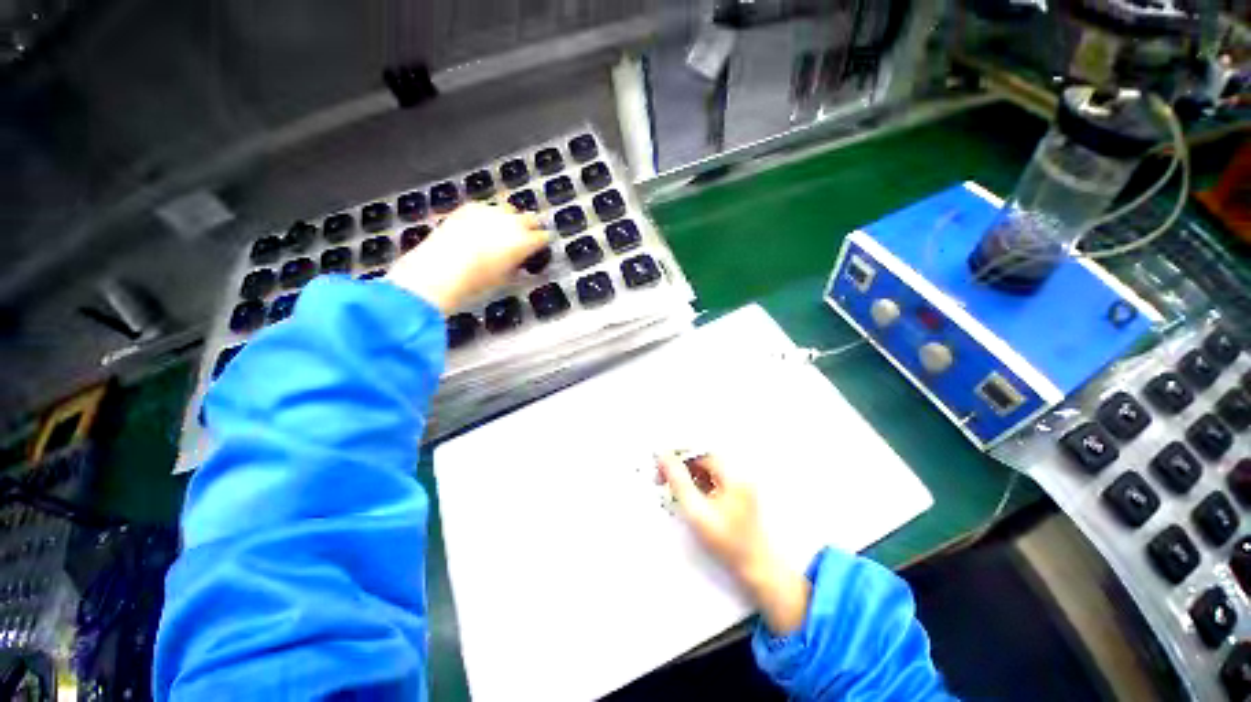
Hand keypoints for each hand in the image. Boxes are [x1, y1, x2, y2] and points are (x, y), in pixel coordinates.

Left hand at [386, 203, 548, 313]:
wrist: (441, 269)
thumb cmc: (477, 280)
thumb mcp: (506, 278)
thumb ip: (518, 266)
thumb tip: (519, 263)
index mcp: (525, 241)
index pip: (544, 236)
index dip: (544, 242)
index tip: (542, 246)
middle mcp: (512, 222)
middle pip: (530, 218)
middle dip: (531, 227)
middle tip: (527, 237)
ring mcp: (490, 211)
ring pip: (509, 209)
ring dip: (511, 219)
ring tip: (504, 230)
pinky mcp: (470, 207)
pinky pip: (487, 207)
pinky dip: (489, 216)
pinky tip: (483, 227)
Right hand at [655, 452, 767, 576]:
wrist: (755, 568)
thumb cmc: (727, 543)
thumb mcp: (696, 511)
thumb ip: (678, 480)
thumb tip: (664, 456)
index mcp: (732, 473)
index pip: (700, 450)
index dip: (678, 453)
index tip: (660, 462)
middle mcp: (737, 473)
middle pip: (702, 458)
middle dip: (680, 465)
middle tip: (661, 477)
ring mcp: (738, 483)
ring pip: (704, 469)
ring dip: (686, 475)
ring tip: (671, 490)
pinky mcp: (735, 493)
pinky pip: (710, 480)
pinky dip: (695, 484)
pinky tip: (685, 498)